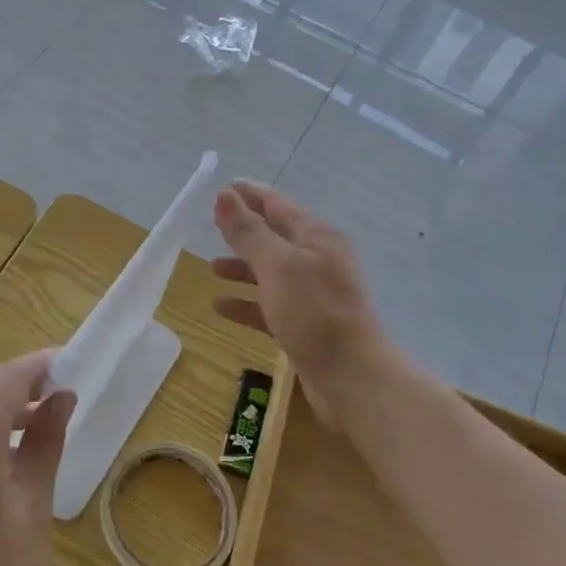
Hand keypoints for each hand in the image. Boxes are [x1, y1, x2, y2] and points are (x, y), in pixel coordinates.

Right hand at [211, 180, 389, 396]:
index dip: (251, 195)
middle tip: (213, 224)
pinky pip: (270, 306)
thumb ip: (248, 231)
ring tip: (212, 268)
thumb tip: (225, 195)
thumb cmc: (314, 312)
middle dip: (245, 231)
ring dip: (243, 268)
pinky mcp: (306, 326)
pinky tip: (220, 307)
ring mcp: (314, 295)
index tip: (225, 187)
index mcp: (317, 237)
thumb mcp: (276, 265)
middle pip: (275, 238)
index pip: (279, 205)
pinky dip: (247, 303)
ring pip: (271, 273)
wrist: (352, 378)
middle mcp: (318, 261)